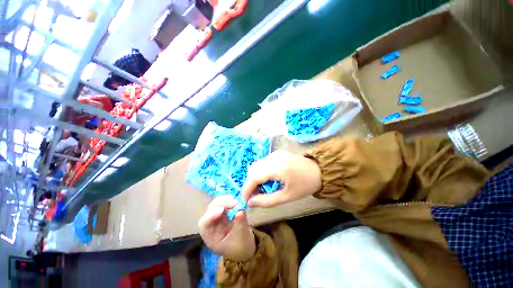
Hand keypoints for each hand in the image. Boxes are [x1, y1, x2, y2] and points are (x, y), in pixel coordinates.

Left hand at [198, 195, 255, 261]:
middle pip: (210, 210)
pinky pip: (225, 203)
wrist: (246, 248)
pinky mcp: (225, 212)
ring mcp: (218, 217)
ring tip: (237, 201)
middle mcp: (212, 225)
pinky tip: (237, 201)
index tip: (222, 210)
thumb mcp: (242, 237)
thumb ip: (240, 223)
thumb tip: (241, 210)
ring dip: (226, 200)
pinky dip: (230, 200)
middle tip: (234, 202)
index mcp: (210, 237)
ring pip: (217, 204)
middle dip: (221, 204)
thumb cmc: (241, 248)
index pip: (204, 224)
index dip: (211, 215)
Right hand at [241, 151, 321, 207]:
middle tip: (254, 196)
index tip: (244, 200)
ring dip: (254, 177)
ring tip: (261, 189)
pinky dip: (260, 172)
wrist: (319, 170)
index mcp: (277, 167)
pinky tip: (266, 180)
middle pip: (253, 169)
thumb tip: (250, 203)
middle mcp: (273, 157)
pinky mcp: (276, 153)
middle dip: (250, 183)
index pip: (254, 176)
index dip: (246, 188)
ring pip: (256, 165)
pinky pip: (262, 163)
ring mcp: (274, 153)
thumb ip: (266, 200)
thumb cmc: (305, 185)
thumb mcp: (287, 196)